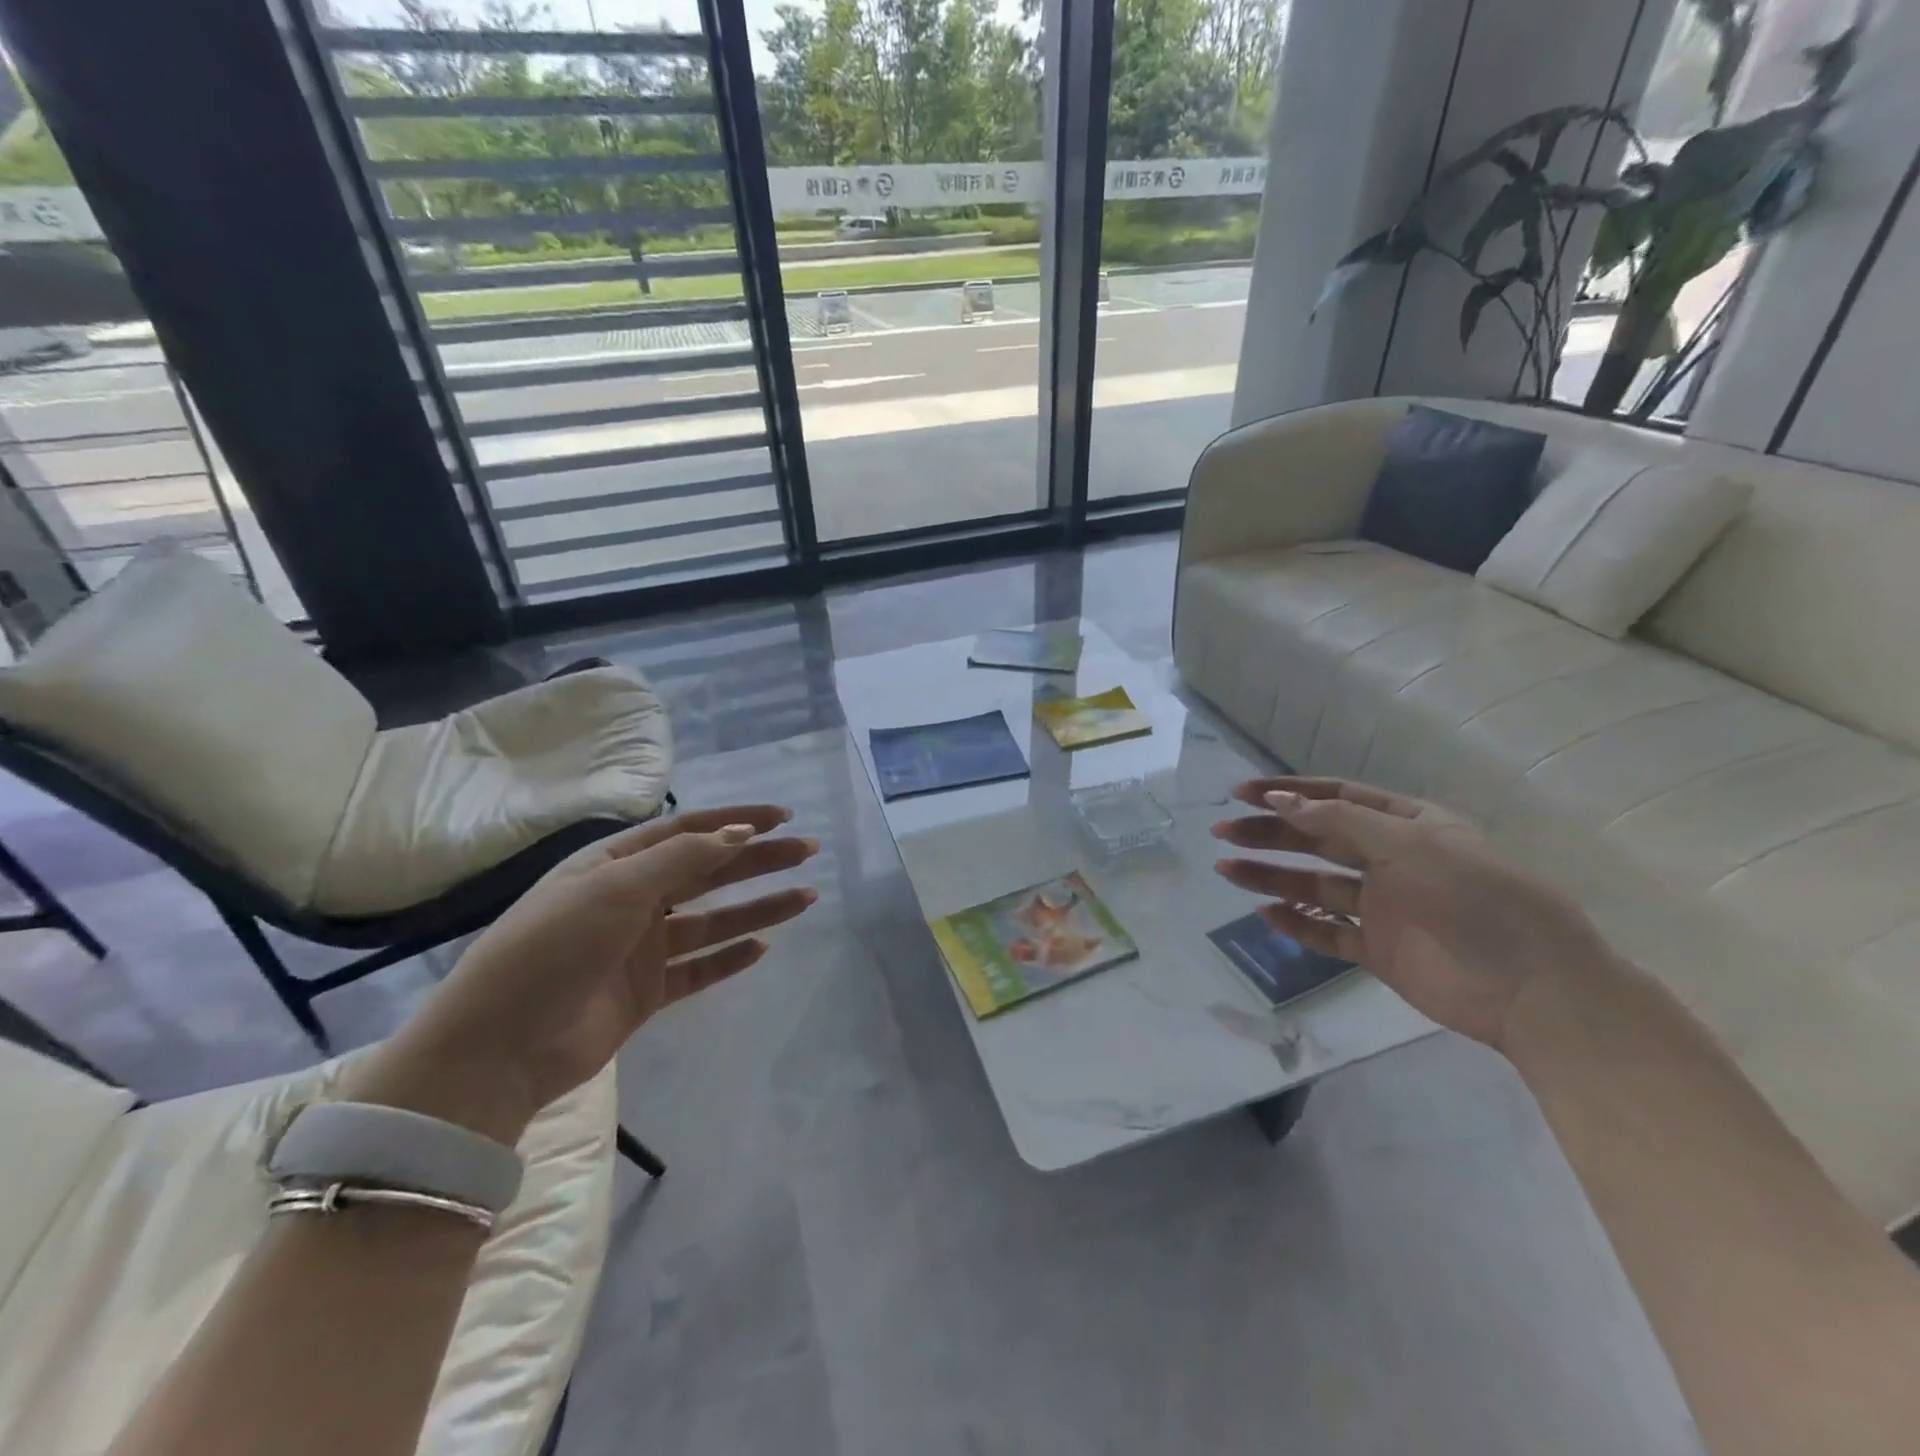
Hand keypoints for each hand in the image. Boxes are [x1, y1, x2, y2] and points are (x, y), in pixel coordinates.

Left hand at [340, 806, 818, 1141]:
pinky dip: (730, 958)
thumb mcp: (614, 889)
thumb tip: (739, 833)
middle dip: (758, 860)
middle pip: (708, 871)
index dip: (734, 821)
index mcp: (615, 865)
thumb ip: (682, 859)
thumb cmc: (553, 948)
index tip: (780, 818)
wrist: (498, 1048)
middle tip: (806, 851)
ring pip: (712, 920)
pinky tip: (762, 947)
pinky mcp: (647, 993)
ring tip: (805, 897)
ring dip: (757, 907)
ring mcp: (641, 948)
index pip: (686, 831)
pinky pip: (698, 968)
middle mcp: (631, 900)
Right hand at [1211, 777, 1610, 1049]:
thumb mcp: (1410, 844)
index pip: (1337, 798)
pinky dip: (1296, 923)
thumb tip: (1278, 801)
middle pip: (1317, 839)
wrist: (1534, 988)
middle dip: (1270, 834)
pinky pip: (1328, 931)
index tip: (1242, 794)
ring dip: (1271, 876)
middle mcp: (1391, 860)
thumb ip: (1340, 821)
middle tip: (1223, 833)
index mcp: (1407, 824)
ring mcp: (1384, 906)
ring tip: (1226, 870)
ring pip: (1314, 884)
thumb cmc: (1476, 898)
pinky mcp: (1379, 950)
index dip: (1289, 793)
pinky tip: (1264, 914)